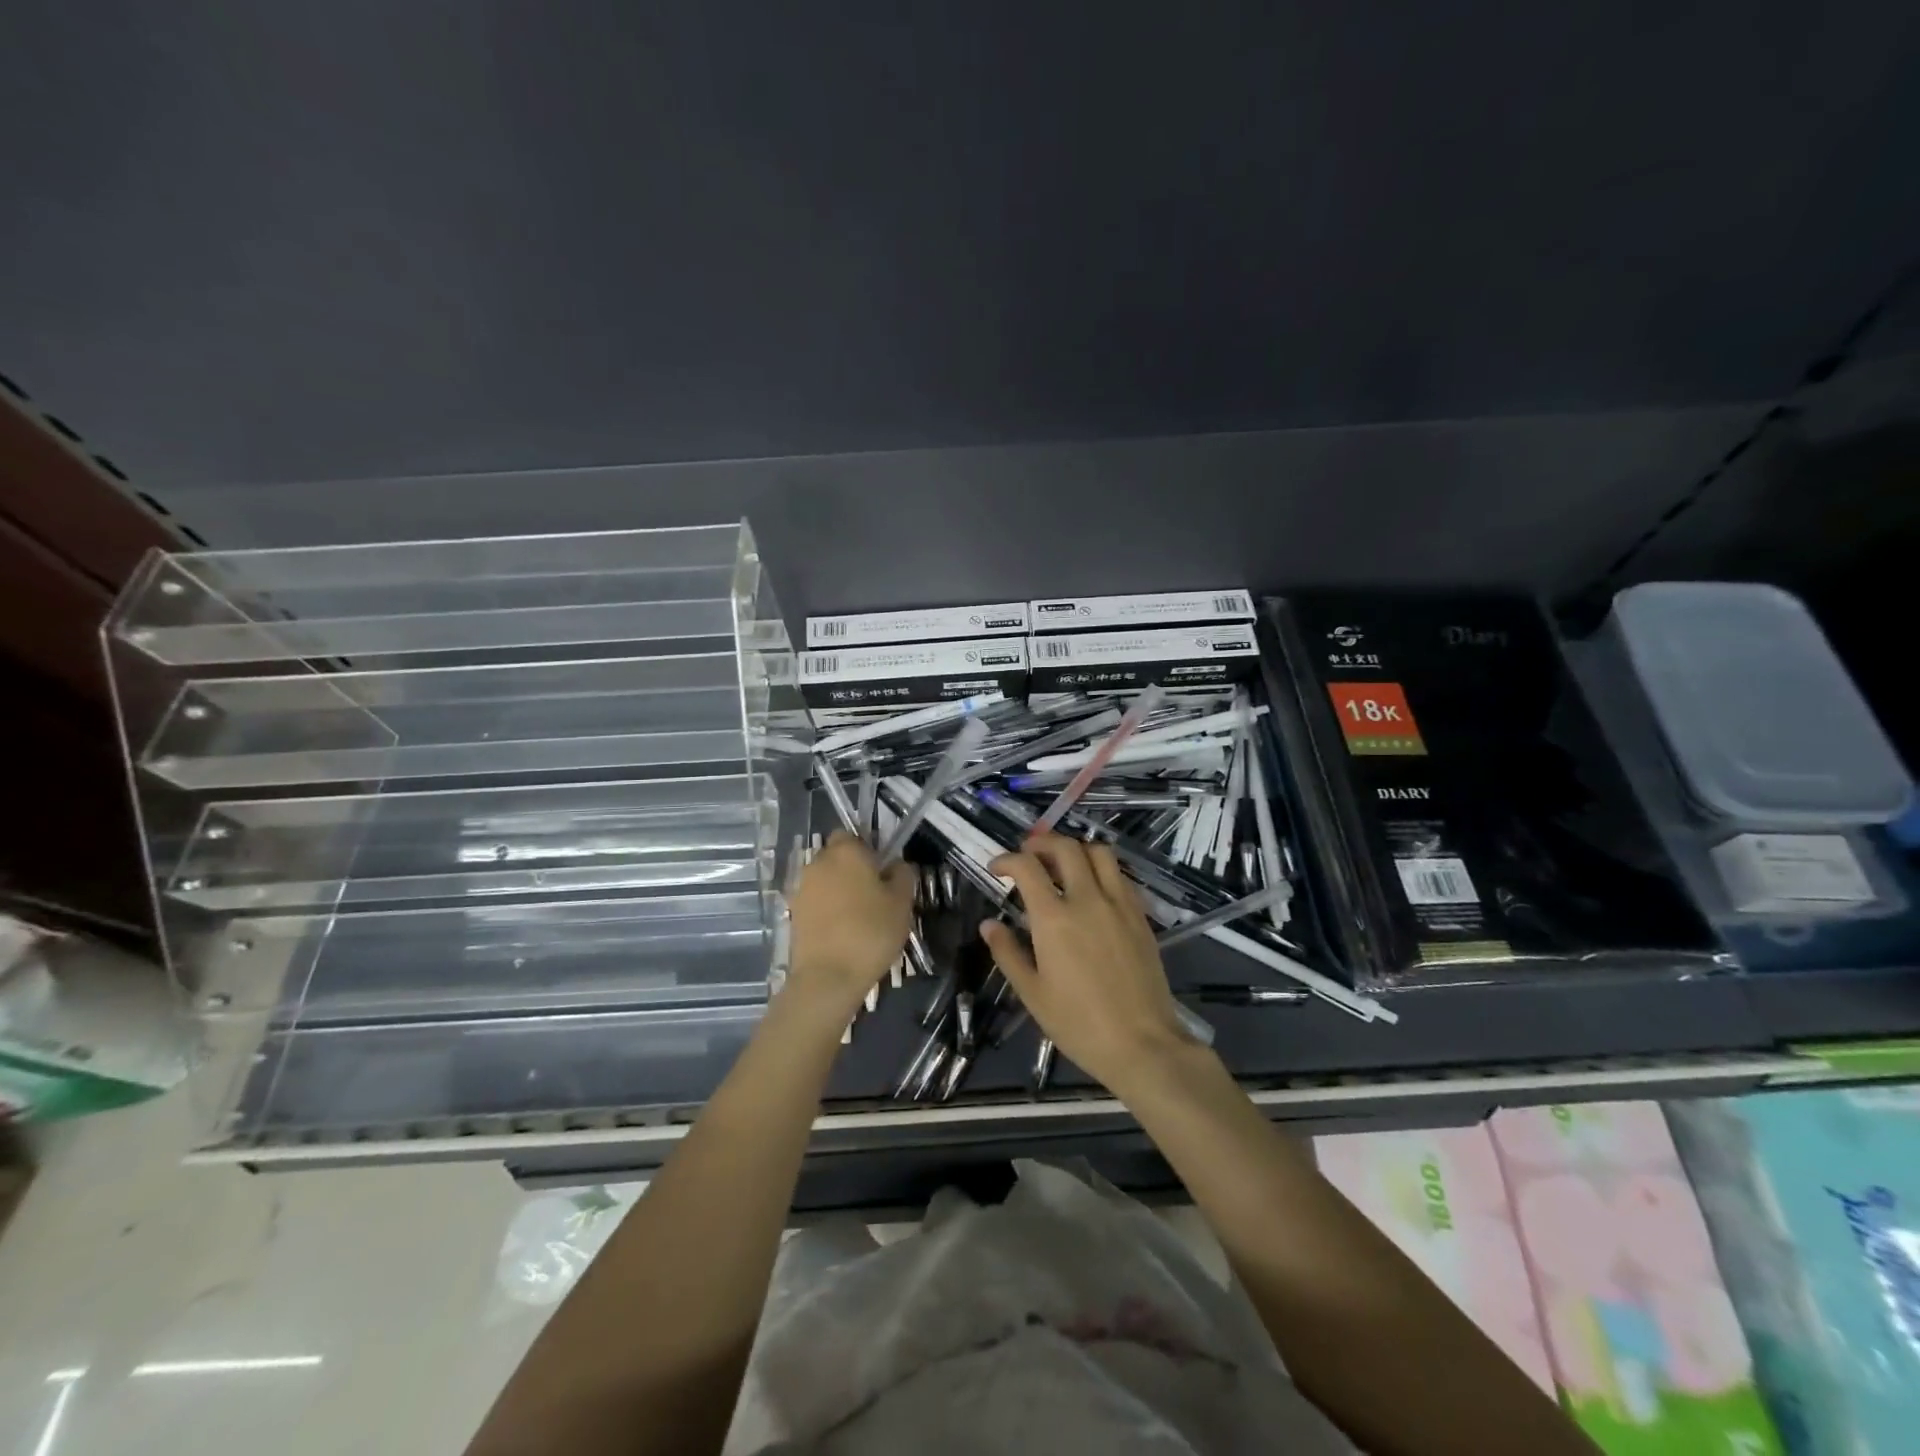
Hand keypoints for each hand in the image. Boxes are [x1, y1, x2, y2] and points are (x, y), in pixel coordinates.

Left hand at [787, 832, 914, 1018]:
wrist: (828, 977)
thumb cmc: (871, 932)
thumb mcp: (902, 902)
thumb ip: (902, 874)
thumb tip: (895, 864)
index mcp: (846, 851)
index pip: (853, 834)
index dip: (868, 849)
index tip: (882, 871)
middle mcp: (819, 862)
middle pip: (837, 856)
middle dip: (852, 869)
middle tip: (874, 894)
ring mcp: (802, 888)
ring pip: (825, 879)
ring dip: (839, 890)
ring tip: (859, 917)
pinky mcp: (794, 913)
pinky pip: (816, 901)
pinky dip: (827, 910)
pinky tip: (842, 931)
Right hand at [980, 834, 1190, 1091]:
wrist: (1142, 1044)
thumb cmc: (1079, 1024)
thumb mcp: (1033, 993)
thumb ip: (1008, 953)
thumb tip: (989, 925)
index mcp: (1054, 919)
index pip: (1027, 867)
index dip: (1007, 859)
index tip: (997, 868)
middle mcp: (1087, 899)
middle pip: (1065, 847)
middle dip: (1041, 843)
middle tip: (1028, 855)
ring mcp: (1119, 904)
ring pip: (1099, 852)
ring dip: (1076, 849)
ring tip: (1062, 864)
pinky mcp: (1140, 915)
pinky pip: (1120, 876)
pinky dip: (1101, 869)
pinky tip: (1092, 889)